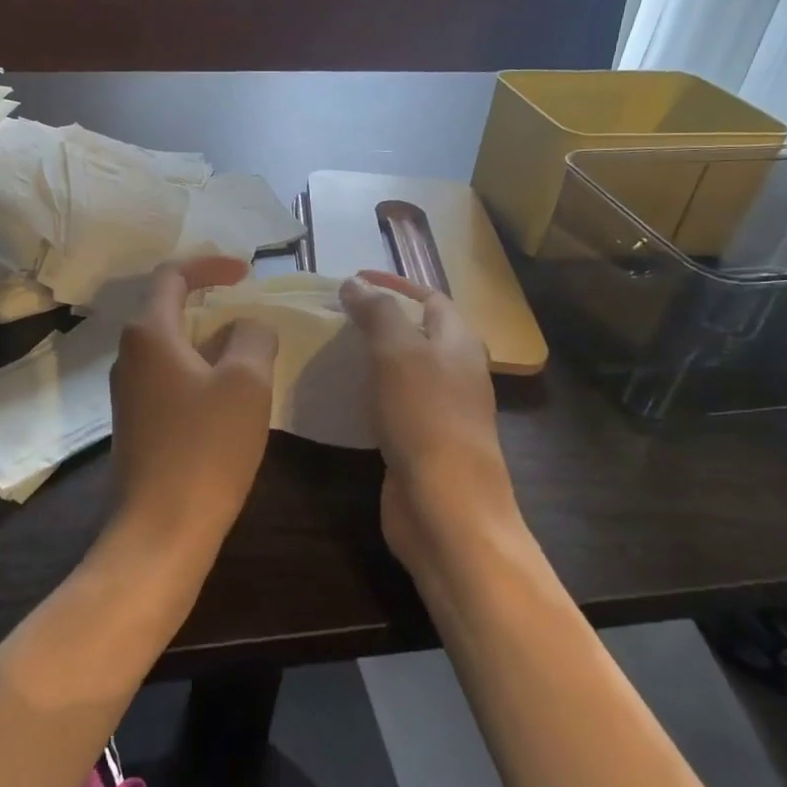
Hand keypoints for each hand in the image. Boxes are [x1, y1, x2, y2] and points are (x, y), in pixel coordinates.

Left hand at [108, 257, 278, 554]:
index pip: (172, 275)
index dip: (210, 264)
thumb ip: (252, 338)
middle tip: (252, 313)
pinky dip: (200, 372)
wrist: (161, 529)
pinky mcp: (136, 423)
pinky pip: (170, 378)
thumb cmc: (205, 448)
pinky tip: (228, 397)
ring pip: (172, 347)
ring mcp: (128, 392)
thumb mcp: (246, 383)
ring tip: (249, 355)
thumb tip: (247, 327)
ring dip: (209, 341)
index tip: (247, 272)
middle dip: (213, 304)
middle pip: (169, 309)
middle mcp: (129, 355)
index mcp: (148, 333)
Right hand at [340, 271, 525, 580]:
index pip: (428, 297)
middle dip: (378, 318)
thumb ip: (377, 312)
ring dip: (369, 355)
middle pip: (416, 332)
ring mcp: (439, 408)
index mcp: (458, 342)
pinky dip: (367, 391)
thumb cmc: (425, 417)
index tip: (351, 281)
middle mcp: (454, 370)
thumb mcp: (398, 351)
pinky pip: (391, 402)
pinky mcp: (420, 440)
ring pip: (402, 368)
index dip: (393, 283)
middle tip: (332, 315)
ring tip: (328, 348)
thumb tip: (355, 283)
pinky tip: (340, 395)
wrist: (446, 506)